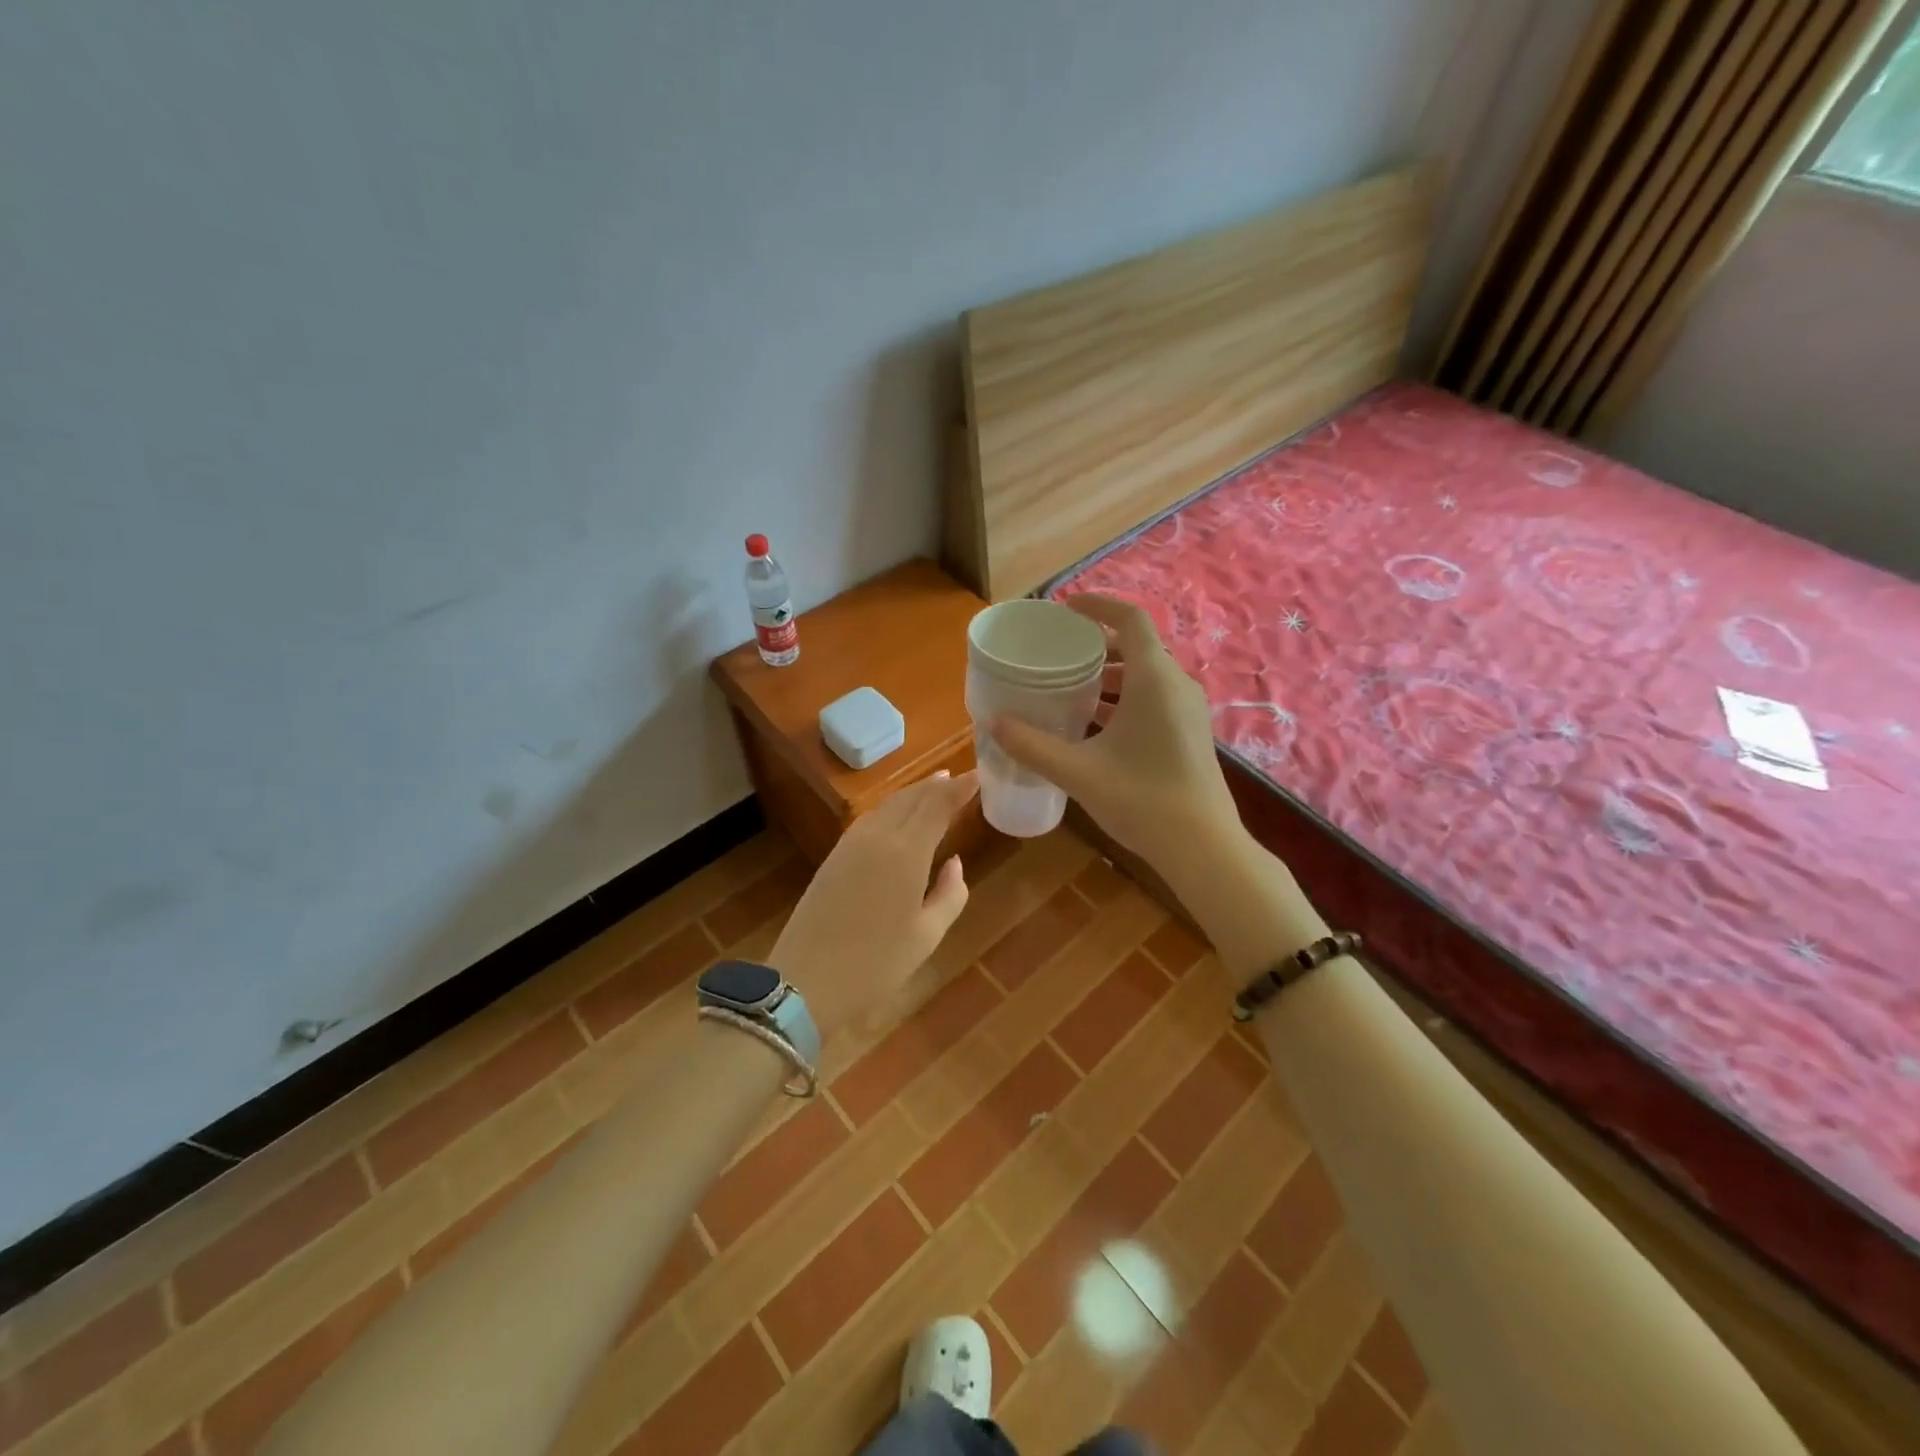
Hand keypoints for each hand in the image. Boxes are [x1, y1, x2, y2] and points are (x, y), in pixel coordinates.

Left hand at [768, 769, 979, 1042]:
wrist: (805, 981)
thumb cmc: (875, 964)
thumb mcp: (926, 936)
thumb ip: (950, 894)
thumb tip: (954, 862)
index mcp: (907, 853)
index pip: (938, 806)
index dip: (960, 788)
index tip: (978, 775)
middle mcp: (879, 837)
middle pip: (912, 798)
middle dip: (937, 785)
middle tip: (959, 777)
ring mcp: (852, 844)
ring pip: (888, 805)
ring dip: (913, 793)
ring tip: (933, 788)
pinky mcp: (834, 856)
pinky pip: (870, 819)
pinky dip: (891, 808)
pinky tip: (897, 815)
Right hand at [989, 595, 1241, 885]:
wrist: (1203, 847)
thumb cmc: (1142, 800)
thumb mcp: (1078, 772)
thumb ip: (1032, 745)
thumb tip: (993, 722)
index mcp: (1155, 679)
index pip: (1130, 619)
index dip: (1098, 605)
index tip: (1065, 608)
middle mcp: (1177, 685)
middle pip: (1137, 646)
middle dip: (1097, 644)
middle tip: (1058, 653)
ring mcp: (1188, 710)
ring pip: (1146, 675)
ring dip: (1110, 675)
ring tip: (1070, 687)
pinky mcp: (1190, 733)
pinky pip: (1154, 697)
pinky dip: (1124, 698)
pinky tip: (1095, 724)